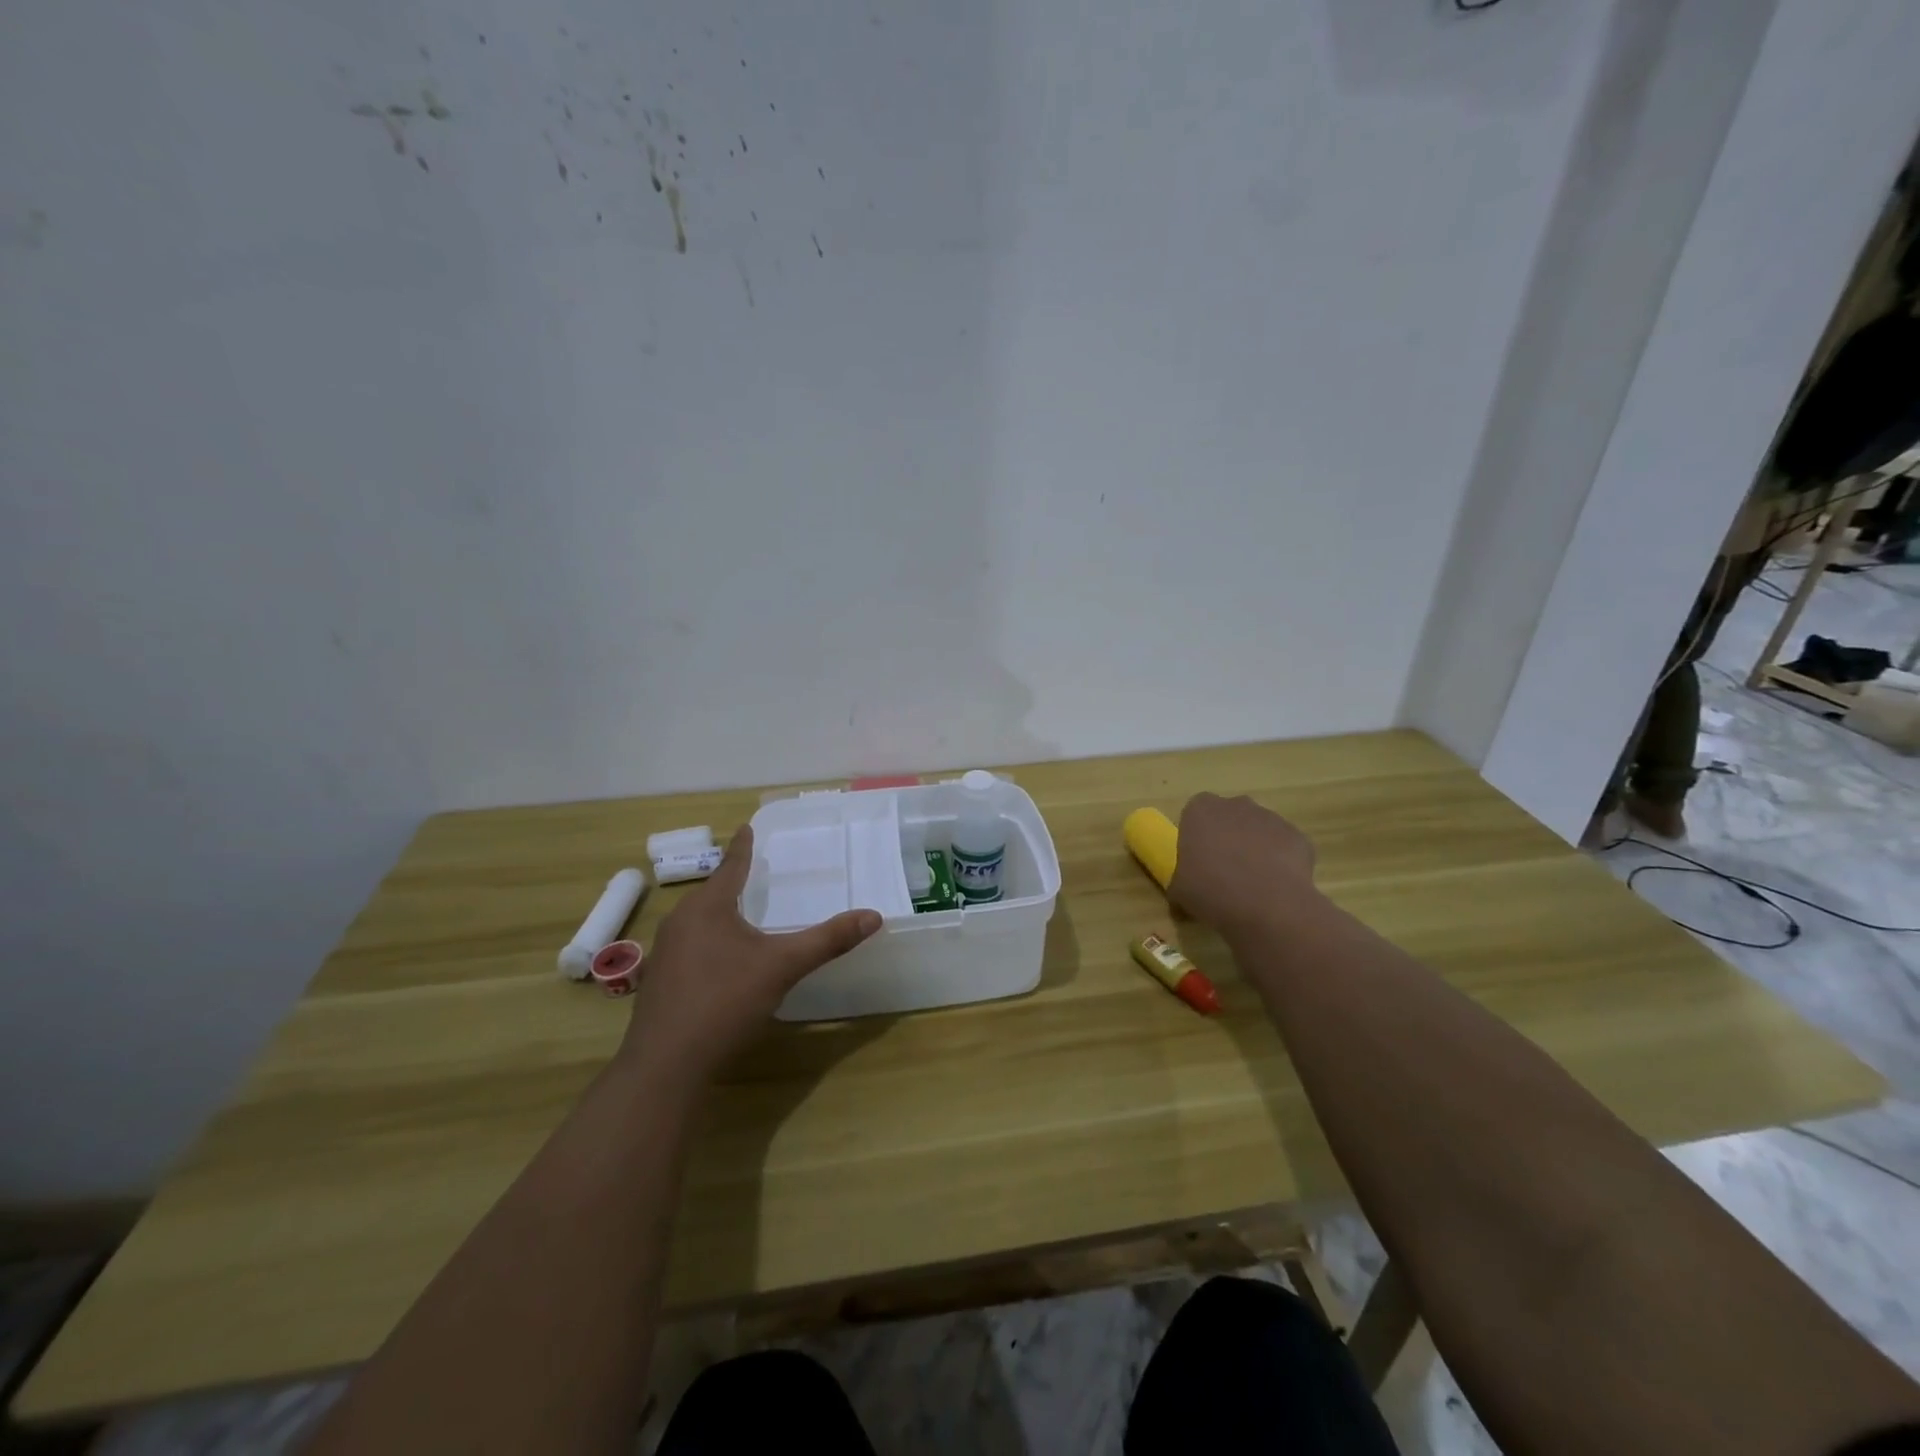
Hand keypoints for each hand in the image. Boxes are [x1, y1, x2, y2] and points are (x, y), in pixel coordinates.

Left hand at [619, 826, 881, 1083]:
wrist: (666, 1065)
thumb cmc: (725, 1001)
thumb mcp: (783, 967)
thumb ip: (828, 940)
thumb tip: (874, 916)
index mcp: (708, 907)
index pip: (731, 866)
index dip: (743, 847)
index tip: (746, 827)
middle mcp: (680, 921)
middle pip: (712, 893)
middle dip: (732, 882)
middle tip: (754, 872)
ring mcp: (665, 953)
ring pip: (698, 922)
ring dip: (720, 914)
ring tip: (742, 913)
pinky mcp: (659, 982)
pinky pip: (690, 947)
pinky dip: (710, 942)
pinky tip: (722, 960)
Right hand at [1169, 793, 1319, 936]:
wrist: (1267, 906)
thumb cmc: (1211, 891)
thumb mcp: (1179, 891)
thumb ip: (1179, 883)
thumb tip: (1181, 894)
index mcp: (1200, 811)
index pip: (1195, 814)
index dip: (1197, 836)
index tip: (1197, 860)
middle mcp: (1235, 805)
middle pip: (1229, 817)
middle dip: (1227, 837)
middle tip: (1224, 870)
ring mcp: (1270, 818)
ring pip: (1258, 830)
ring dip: (1254, 848)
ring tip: (1253, 884)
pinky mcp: (1297, 836)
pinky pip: (1284, 846)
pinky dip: (1280, 861)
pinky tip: (1276, 887)